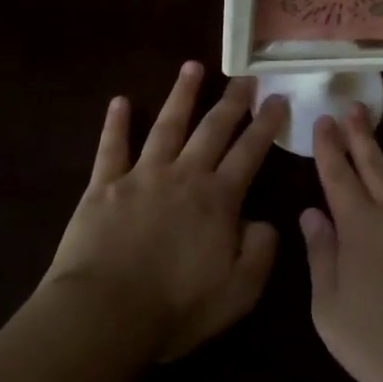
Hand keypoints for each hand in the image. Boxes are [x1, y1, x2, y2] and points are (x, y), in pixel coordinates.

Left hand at [42, 62, 286, 360]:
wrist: (104, 314)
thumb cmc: (176, 307)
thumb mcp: (239, 291)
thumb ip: (260, 251)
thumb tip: (263, 221)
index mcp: (219, 199)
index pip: (250, 152)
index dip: (266, 125)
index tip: (278, 99)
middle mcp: (185, 176)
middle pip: (213, 129)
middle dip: (233, 101)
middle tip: (246, 76)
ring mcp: (142, 176)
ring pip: (167, 125)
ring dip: (181, 95)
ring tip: (193, 67)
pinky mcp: (104, 186)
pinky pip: (111, 148)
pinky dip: (115, 123)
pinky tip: (119, 101)